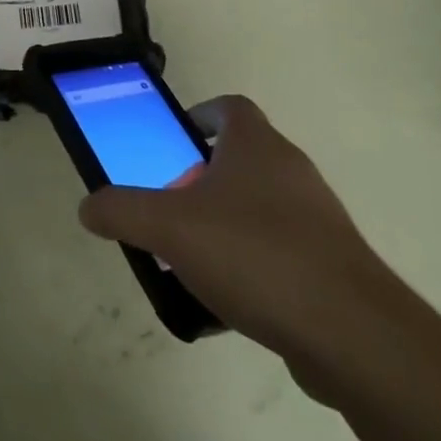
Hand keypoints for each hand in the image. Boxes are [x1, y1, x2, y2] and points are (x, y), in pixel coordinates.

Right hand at [78, 95, 409, 399]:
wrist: (352, 334)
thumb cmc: (255, 254)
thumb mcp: (170, 228)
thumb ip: (123, 211)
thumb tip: (88, 206)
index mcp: (256, 145)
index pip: (230, 107)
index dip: (200, 115)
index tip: (174, 142)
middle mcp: (290, 170)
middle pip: (240, 159)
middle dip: (202, 180)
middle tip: (170, 208)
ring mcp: (317, 219)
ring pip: (259, 208)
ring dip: (225, 226)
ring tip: (191, 261)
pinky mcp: (331, 266)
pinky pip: (280, 254)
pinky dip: (252, 267)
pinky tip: (227, 305)